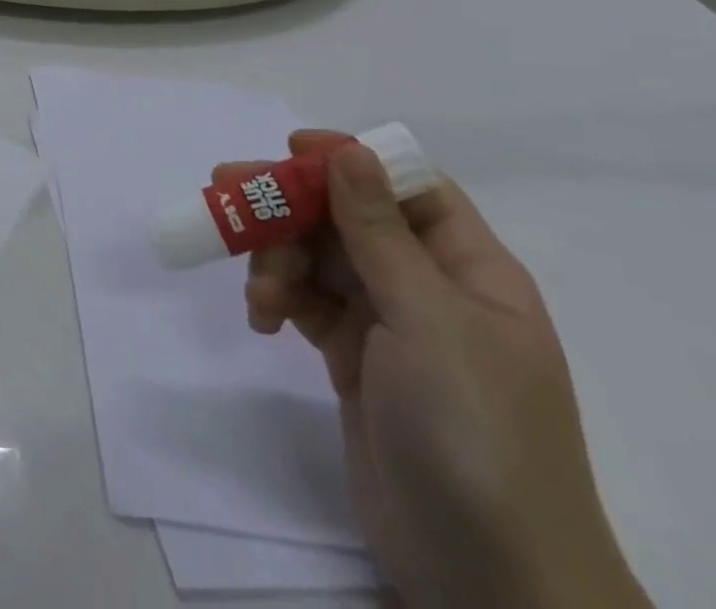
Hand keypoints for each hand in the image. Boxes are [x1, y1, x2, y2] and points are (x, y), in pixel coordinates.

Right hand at [238, 133, 648, 608]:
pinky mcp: (355, 362)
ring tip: (259, 293)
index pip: (407, 188)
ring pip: (319, 259)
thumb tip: (351, 150)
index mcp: (469, 270)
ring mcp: (391, 327)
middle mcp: (430, 288)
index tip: (291, 149)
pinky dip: (279, 300)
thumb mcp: (428, 321)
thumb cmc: (474, 431)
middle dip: (291, 206)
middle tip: (225, 189)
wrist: (490, 582)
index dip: (352, 160)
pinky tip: (263, 319)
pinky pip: (307, 304)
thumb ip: (379, 233)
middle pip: (348, 218)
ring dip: (278, 261)